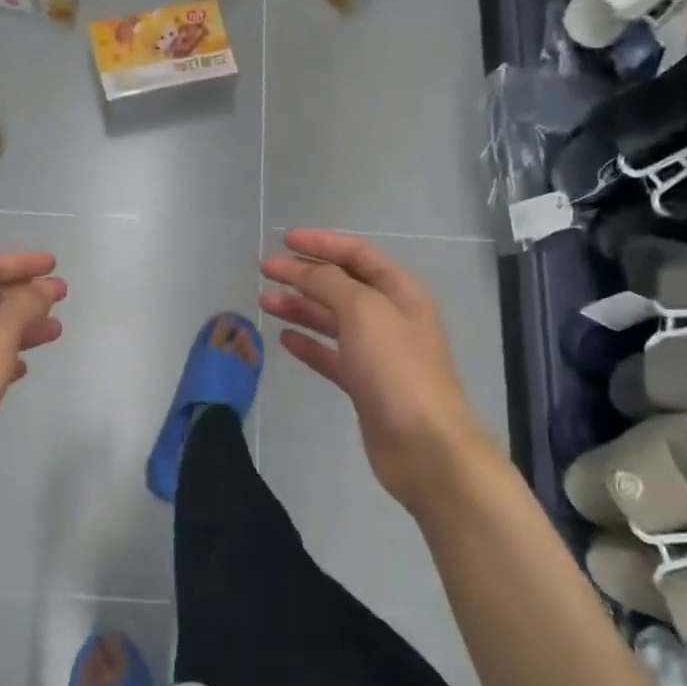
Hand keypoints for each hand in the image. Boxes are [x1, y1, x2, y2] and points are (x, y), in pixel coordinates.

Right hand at [260, 230, 491, 517]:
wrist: (423, 445)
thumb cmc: (396, 368)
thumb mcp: (362, 311)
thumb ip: (328, 283)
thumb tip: (301, 269)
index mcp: (400, 292)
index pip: (357, 256)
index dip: (321, 244)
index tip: (284, 240)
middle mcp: (390, 318)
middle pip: (342, 286)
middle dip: (304, 275)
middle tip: (265, 271)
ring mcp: (377, 353)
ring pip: (332, 320)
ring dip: (300, 307)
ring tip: (263, 301)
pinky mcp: (364, 385)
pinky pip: (331, 355)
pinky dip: (309, 344)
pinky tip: (285, 338)